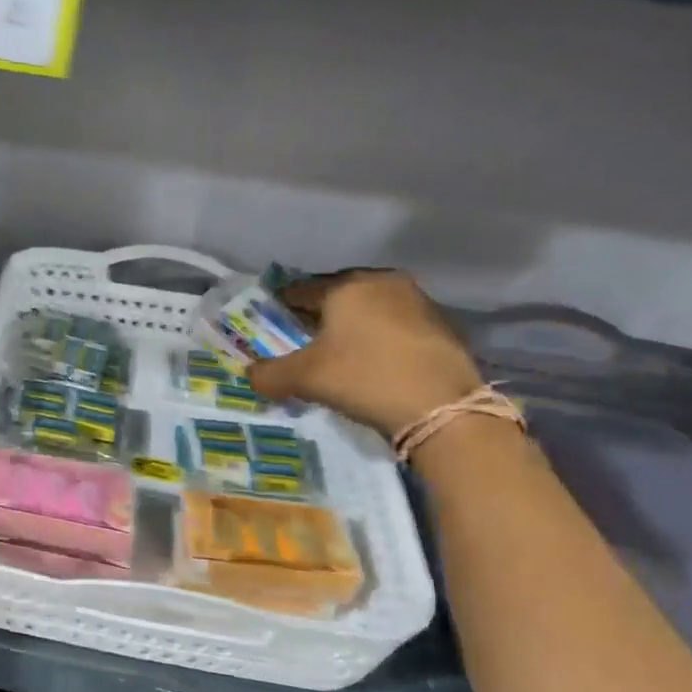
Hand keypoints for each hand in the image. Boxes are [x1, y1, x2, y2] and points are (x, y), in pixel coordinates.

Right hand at [248, 269, 484, 438]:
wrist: (442, 408)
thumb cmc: (364, 378)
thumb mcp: (304, 378)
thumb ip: (269, 374)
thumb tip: (250, 374)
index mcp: (347, 286)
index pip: (303, 289)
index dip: (283, 305)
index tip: (272, 321)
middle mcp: (383, 282)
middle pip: (339, 294)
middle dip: (320, 313)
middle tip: (304, 336)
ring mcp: (418, 302)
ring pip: (371, 307)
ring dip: (353, 324)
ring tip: (339, 350)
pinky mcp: (442, 326)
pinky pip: (396, 324)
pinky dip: (380, 337)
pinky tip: (374, 361)